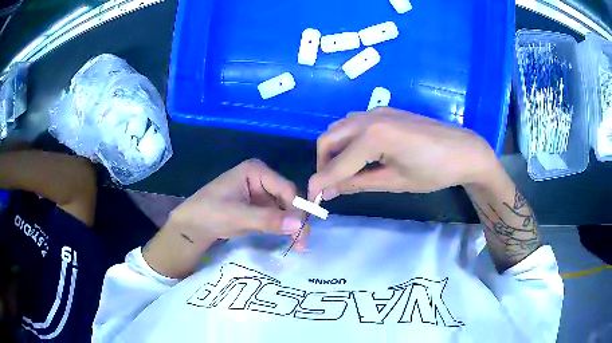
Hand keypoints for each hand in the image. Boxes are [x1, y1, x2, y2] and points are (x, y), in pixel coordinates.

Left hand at [167, 159, 302, 248]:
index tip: (301, 233)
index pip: (286, 189)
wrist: (191, 226)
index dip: (297, 210)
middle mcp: (262, 179)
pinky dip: (283, 229)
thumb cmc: (209, 213)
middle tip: (301, 244)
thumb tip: (299, 224)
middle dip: (296, 221)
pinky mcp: (259, 207)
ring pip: (286, 209)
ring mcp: (261, 193)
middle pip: (288, 199)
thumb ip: (268, 220)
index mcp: (256, 171)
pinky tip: (290, 241)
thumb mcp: (237, 216)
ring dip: (292, 227)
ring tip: (298, 246)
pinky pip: (277, 217)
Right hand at [309, 108, 499, 199]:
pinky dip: (348, 140)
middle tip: (330, 185)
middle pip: (329, 138)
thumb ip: (358, 183)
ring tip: (345, 172)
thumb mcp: (394, 182)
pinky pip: (355, 123)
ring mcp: (377, 111)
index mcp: (372, 136)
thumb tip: (329, 191)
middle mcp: (368, 117)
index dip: (320, 183)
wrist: (463, 150)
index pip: (337, 164)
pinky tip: (360, 156)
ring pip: (340, 128)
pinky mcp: (385, 111)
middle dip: (324, 163)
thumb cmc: (434, 171)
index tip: (310, 198)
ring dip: (335, 150)